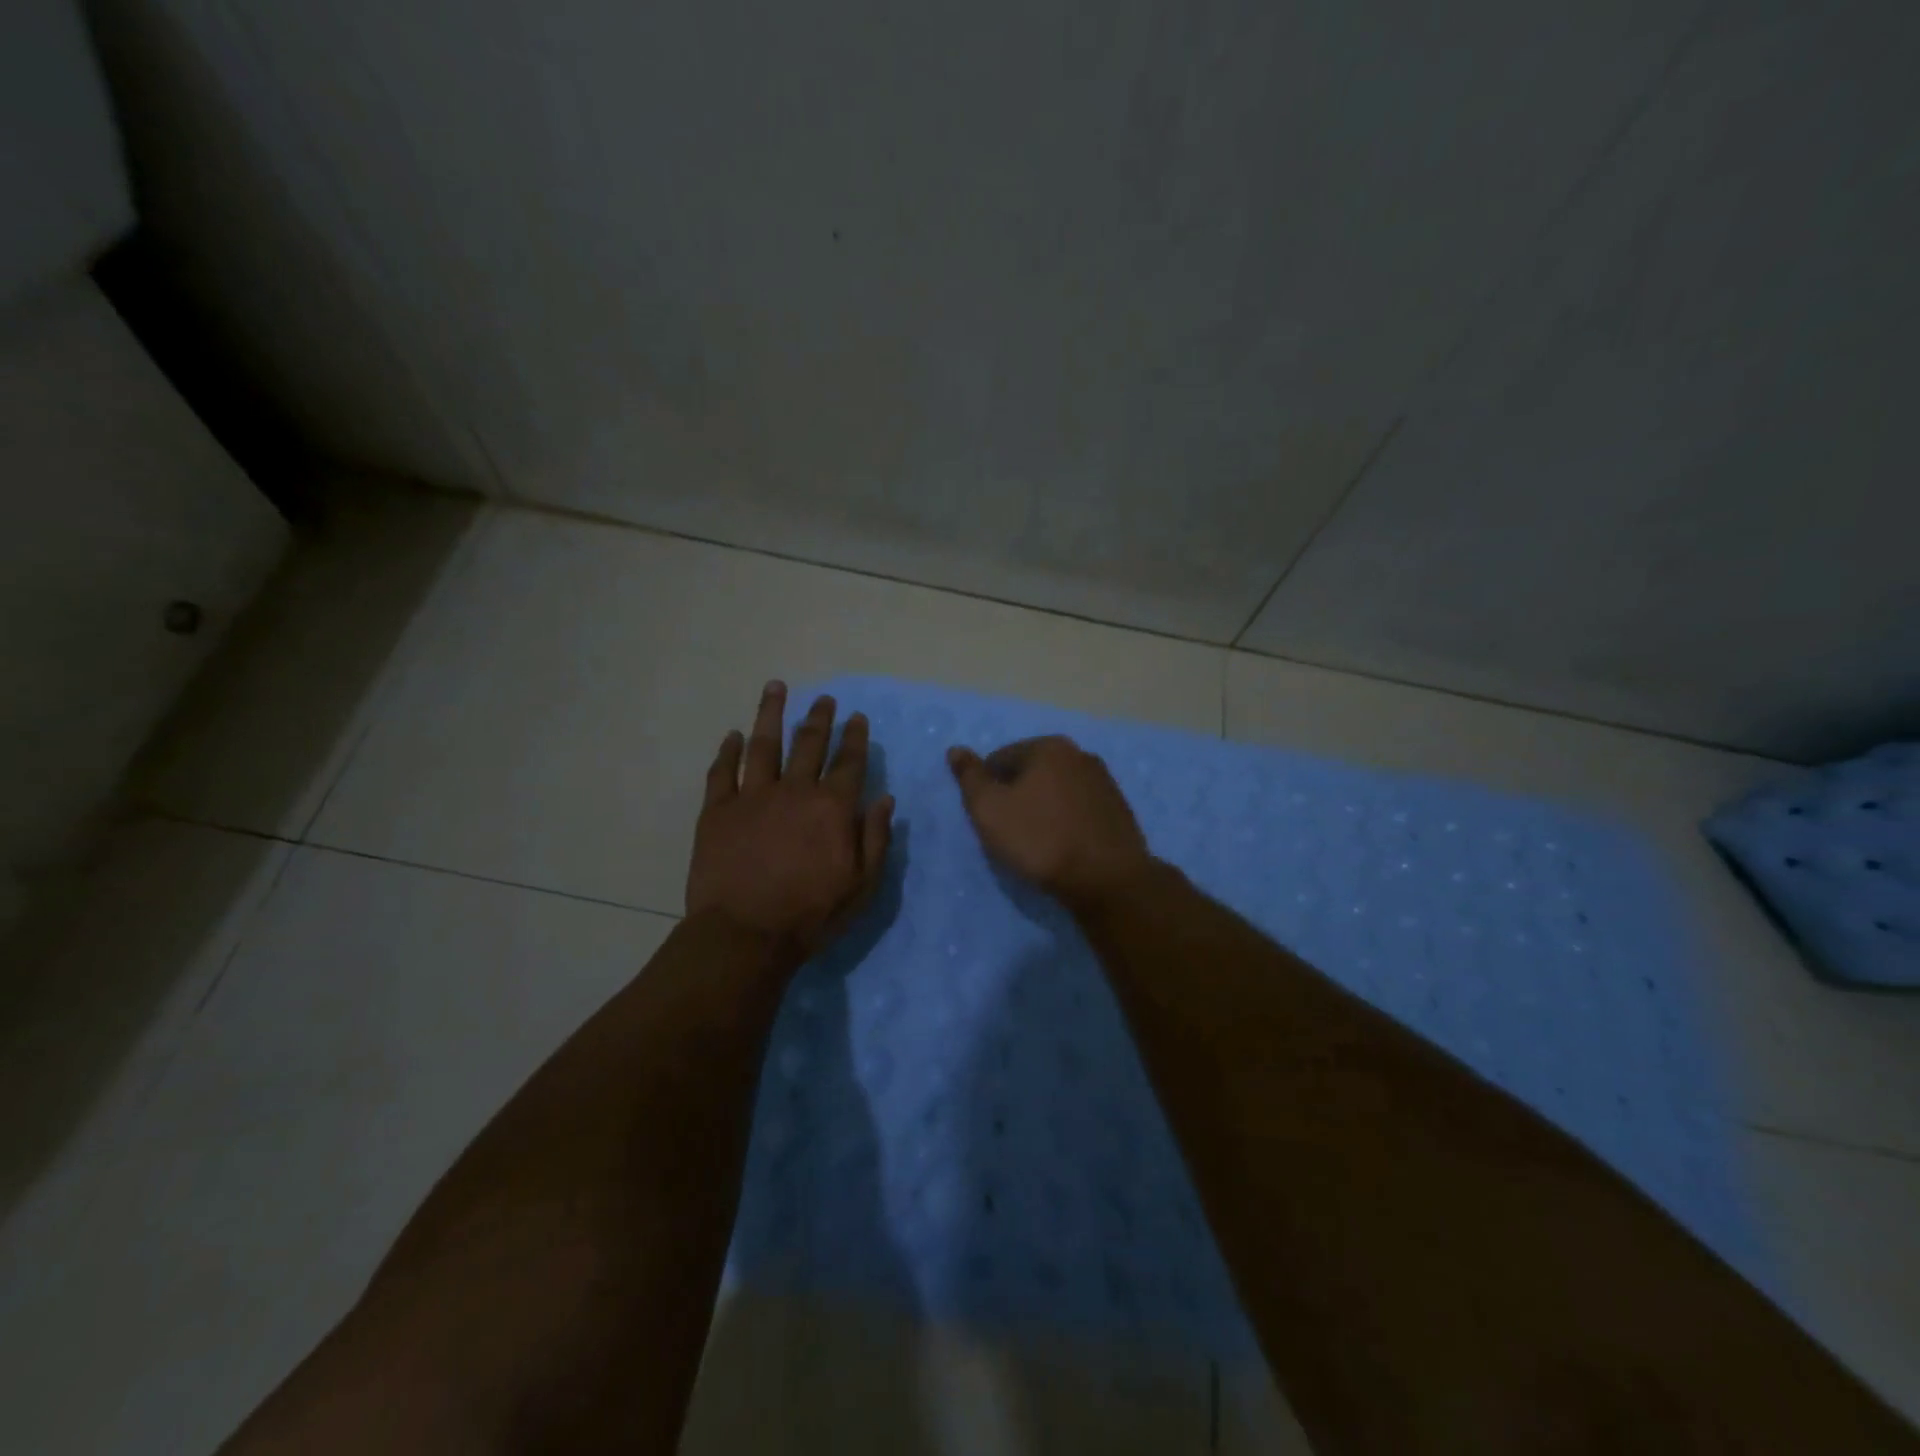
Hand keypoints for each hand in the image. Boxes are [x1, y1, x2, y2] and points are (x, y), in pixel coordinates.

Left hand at [687, 682, 893, 962]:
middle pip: (808, 744)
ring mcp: (752, 796)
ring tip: (776, 687)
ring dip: (771, 714)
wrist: (745, 935)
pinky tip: (733, 736)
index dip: (854, 737)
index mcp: (832, 807)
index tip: (856, 717)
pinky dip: (728, 751)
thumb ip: (876, 838)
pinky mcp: (717, 810)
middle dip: (819, 718)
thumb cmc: (811, 914)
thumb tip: (885, 799)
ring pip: (763, 744)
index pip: (848, 761)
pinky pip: (722, 772)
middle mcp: (794, 790)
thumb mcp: (862, 885)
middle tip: (824, 699)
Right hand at [947, 735, 1153, 912]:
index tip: (990, 820)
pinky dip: (1066, 821)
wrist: (1107, 879)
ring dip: (1042, 809)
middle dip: (1016, 796)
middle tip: (1010, 833)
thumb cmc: (1040, 839)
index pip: (1000, 759)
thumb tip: (956, 749)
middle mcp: (1079, 754)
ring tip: (1037, 843)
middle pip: (1031, 772)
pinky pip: (1079, 809)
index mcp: (1048, 747)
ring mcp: (1104, 781)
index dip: (987, 789)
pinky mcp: (1119, 809)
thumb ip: (970, 777)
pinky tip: (1064, 846)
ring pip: (1057, 790)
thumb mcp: (990, 809)